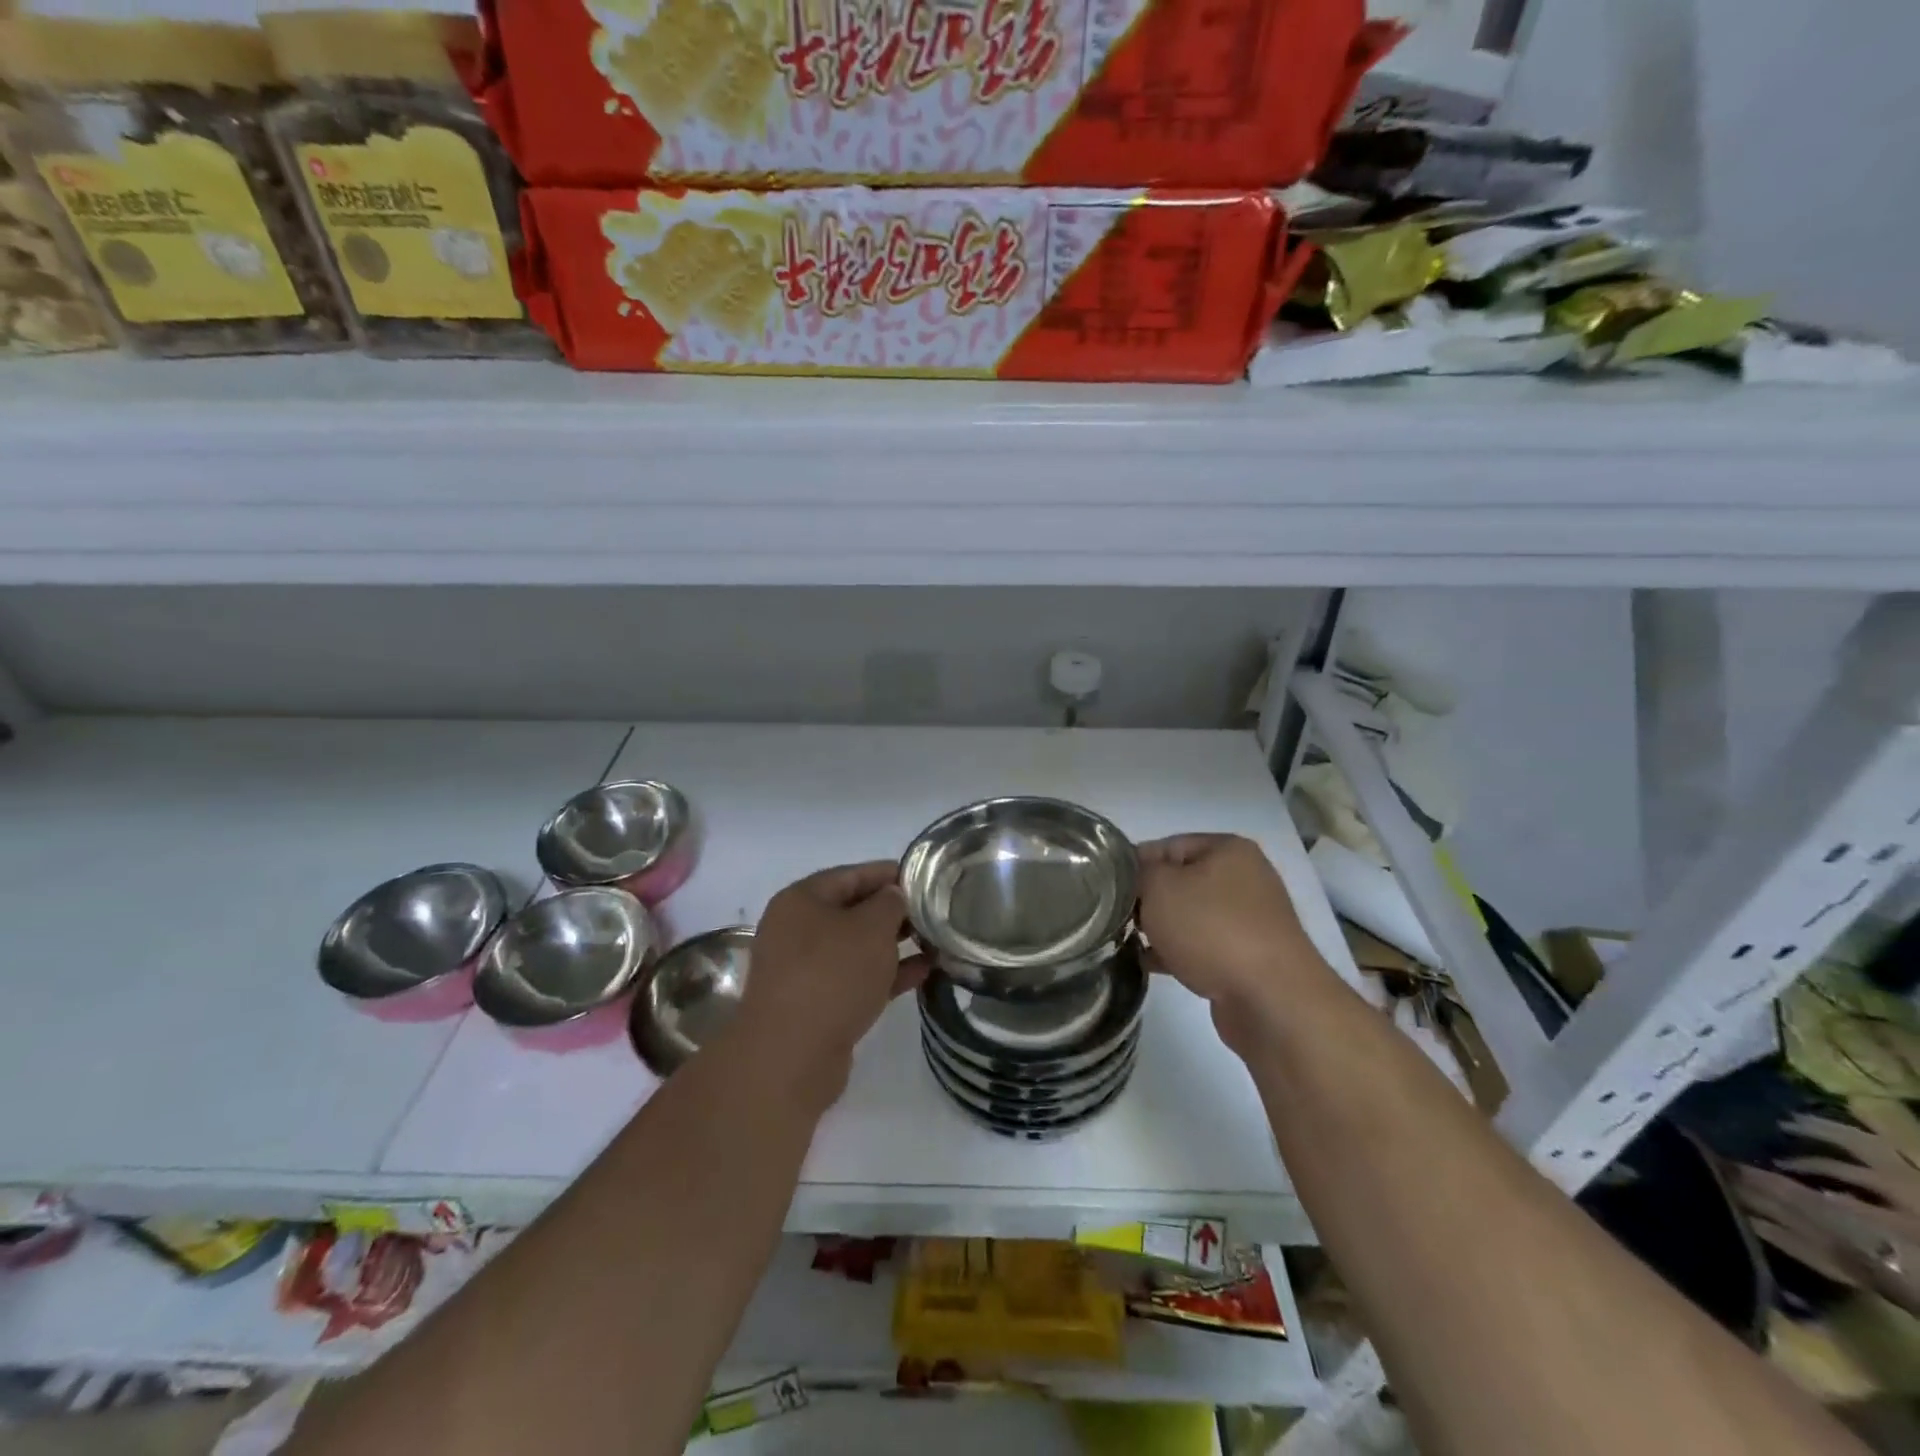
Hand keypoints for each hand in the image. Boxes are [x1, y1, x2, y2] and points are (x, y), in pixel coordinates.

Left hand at [730, 862, 925, 1106]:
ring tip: (936, 942)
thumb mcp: (871, 928)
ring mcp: (804, 970)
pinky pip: (857, 978)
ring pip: (856, 947)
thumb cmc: (832, 975)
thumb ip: (890, 903)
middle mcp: (797, 930)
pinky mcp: (816, 1004)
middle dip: (894, 912)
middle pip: (853, 910)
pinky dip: (887, 974)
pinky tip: (923, 972)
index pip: (852, 874)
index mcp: (801, 900)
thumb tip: (893, 897)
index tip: (926, 878)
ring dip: (894, 945)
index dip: (890, 873)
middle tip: (935, 913)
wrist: (791, 1056)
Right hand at [1138, 834, 1330, 1053]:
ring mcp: (1249, 919)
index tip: (1106, 889)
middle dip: (1146, 899)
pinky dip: (1177, 951)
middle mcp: (1244, 877)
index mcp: (1228, 849)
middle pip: (1178, 880)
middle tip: (1116, 918)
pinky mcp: (1248, 956)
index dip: (1133, 865)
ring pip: (1189, 915)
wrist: (1272, 999)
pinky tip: (1149, 964)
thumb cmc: (1212, 930)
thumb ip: (1137, 873)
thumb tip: (1131, 875)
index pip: (1166, 845)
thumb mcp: (1160, 888)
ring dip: (1159, 928)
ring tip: (1128, 942)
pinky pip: (1202, 945)